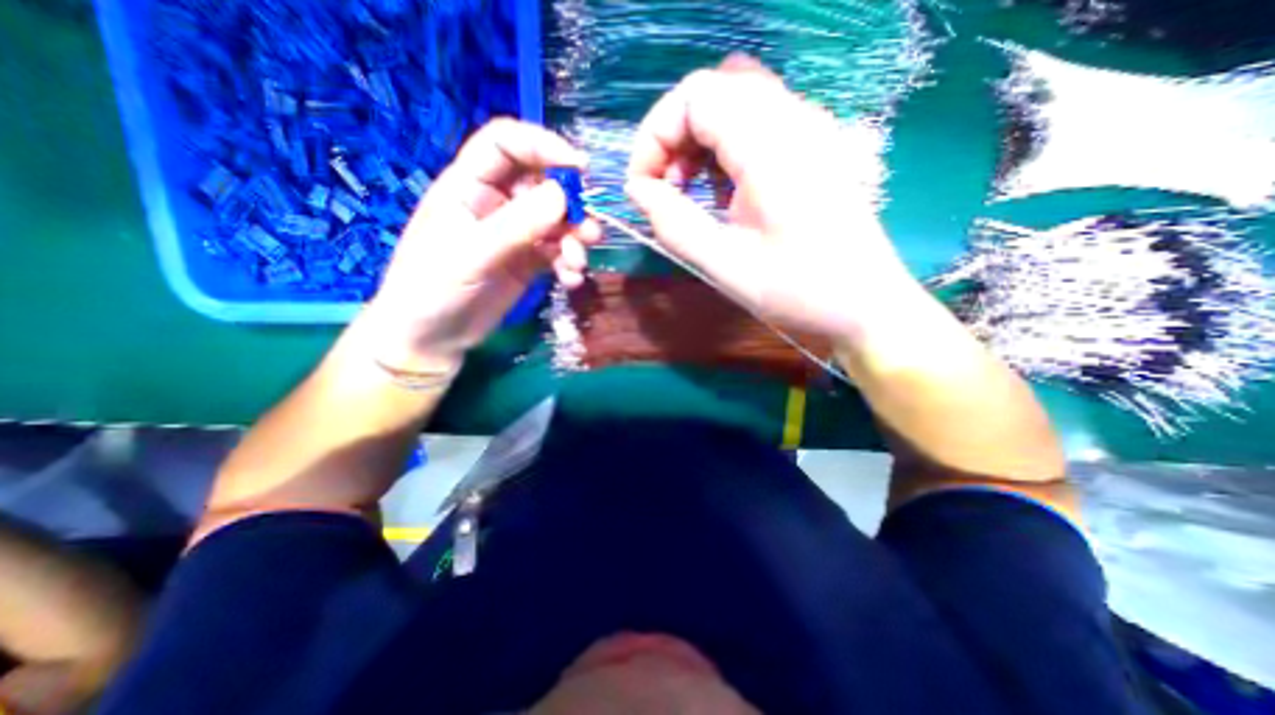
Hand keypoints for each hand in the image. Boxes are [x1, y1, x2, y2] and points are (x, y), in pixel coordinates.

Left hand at [358, 116, 598, 372]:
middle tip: (589, 230)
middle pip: (543, 183)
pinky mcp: (529, 262)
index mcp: (469, 186)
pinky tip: (570, 281)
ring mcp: (516, 234)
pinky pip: (559, 253)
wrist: (432, 339)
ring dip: (576, 239)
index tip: (580, 167)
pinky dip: (570, 264)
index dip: (543, 145)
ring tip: (578, 263)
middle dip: (571, 205)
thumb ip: (515, 226)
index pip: (506, 144)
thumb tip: (562, 194)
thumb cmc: (432, 290)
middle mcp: (496, 204)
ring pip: (558, 221)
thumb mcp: (471, 255)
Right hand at [627, 55, 915, 340]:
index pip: (695, 96)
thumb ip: (673, 224)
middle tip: (665, 189)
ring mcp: (808, 131)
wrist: (866, 306)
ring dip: (698, 141)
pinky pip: (755, 125)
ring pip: (735, 102)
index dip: (654, 135)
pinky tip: (721, 193)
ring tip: (687, 193)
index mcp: (771, 145)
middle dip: (674, 136)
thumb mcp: (725, 265)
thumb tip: (636, 191)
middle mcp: (793, 120)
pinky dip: (723, 150)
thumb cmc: (799, 291)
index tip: (642, 187)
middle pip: (714, 89)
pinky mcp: (811, 149)